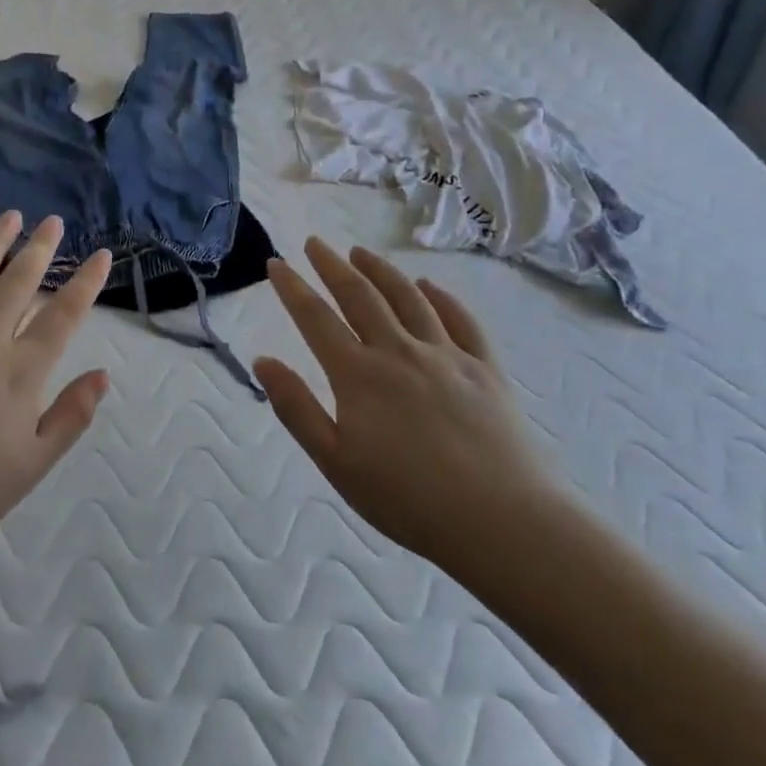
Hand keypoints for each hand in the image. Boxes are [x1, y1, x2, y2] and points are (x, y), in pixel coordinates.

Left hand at [0, 212, 112, 560]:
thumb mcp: (33, 464)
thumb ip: (71, 416)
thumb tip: (103, 375)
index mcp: (20, 373)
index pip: (62, 316)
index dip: (86, 282)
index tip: (101, 255)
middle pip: (18, 283)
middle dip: (40, 249)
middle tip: (53, 221)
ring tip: (10, 217)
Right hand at [256, 238, 566, 577]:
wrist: (501, 522)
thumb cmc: (407, 499)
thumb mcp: (335, 462)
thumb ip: (296, 408)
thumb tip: (263, 361)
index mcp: (358, 374)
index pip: (316, 318)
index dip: (292, 287)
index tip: (276, 263)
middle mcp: (399, 351)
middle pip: (360, 295)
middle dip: (332, 265)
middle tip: (314, 243)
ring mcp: (446, 356)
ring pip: (408, 298)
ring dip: (380, 270)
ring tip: (361, 252)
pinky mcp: (485, 369)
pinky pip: (461, 320)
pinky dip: (441, 297)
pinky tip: (429, 286)